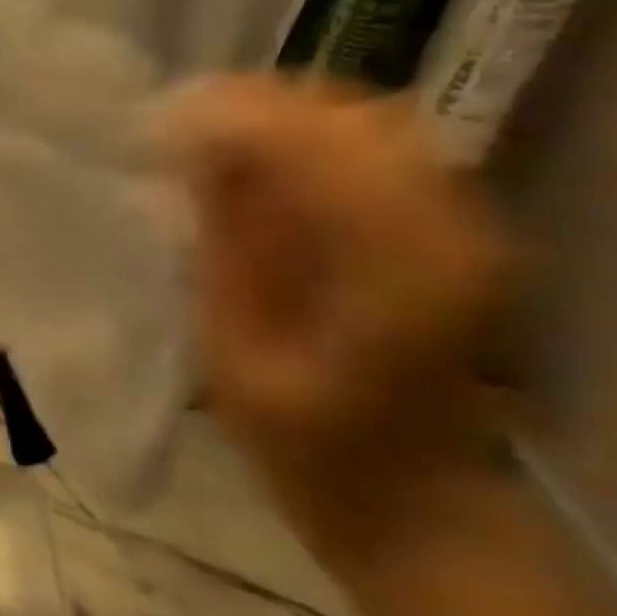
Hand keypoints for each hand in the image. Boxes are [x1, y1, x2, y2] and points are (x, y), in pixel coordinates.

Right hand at [165, 76, 514, 563]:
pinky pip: (375, 149)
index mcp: (394, 270)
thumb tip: (189, 156)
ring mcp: (461, 225)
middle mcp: (447, 228)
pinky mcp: (451, 230)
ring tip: (207, 146)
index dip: (226, 122)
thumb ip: (221, 247)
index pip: (311, 146)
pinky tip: (256, 169)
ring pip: (362, 119)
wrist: (414, 506)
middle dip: (249, 109)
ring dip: (277, 120)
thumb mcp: (234, 355)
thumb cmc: (308, 451)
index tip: (155, 129)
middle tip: (175, 134)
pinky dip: (307, 141)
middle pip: (344, 114)